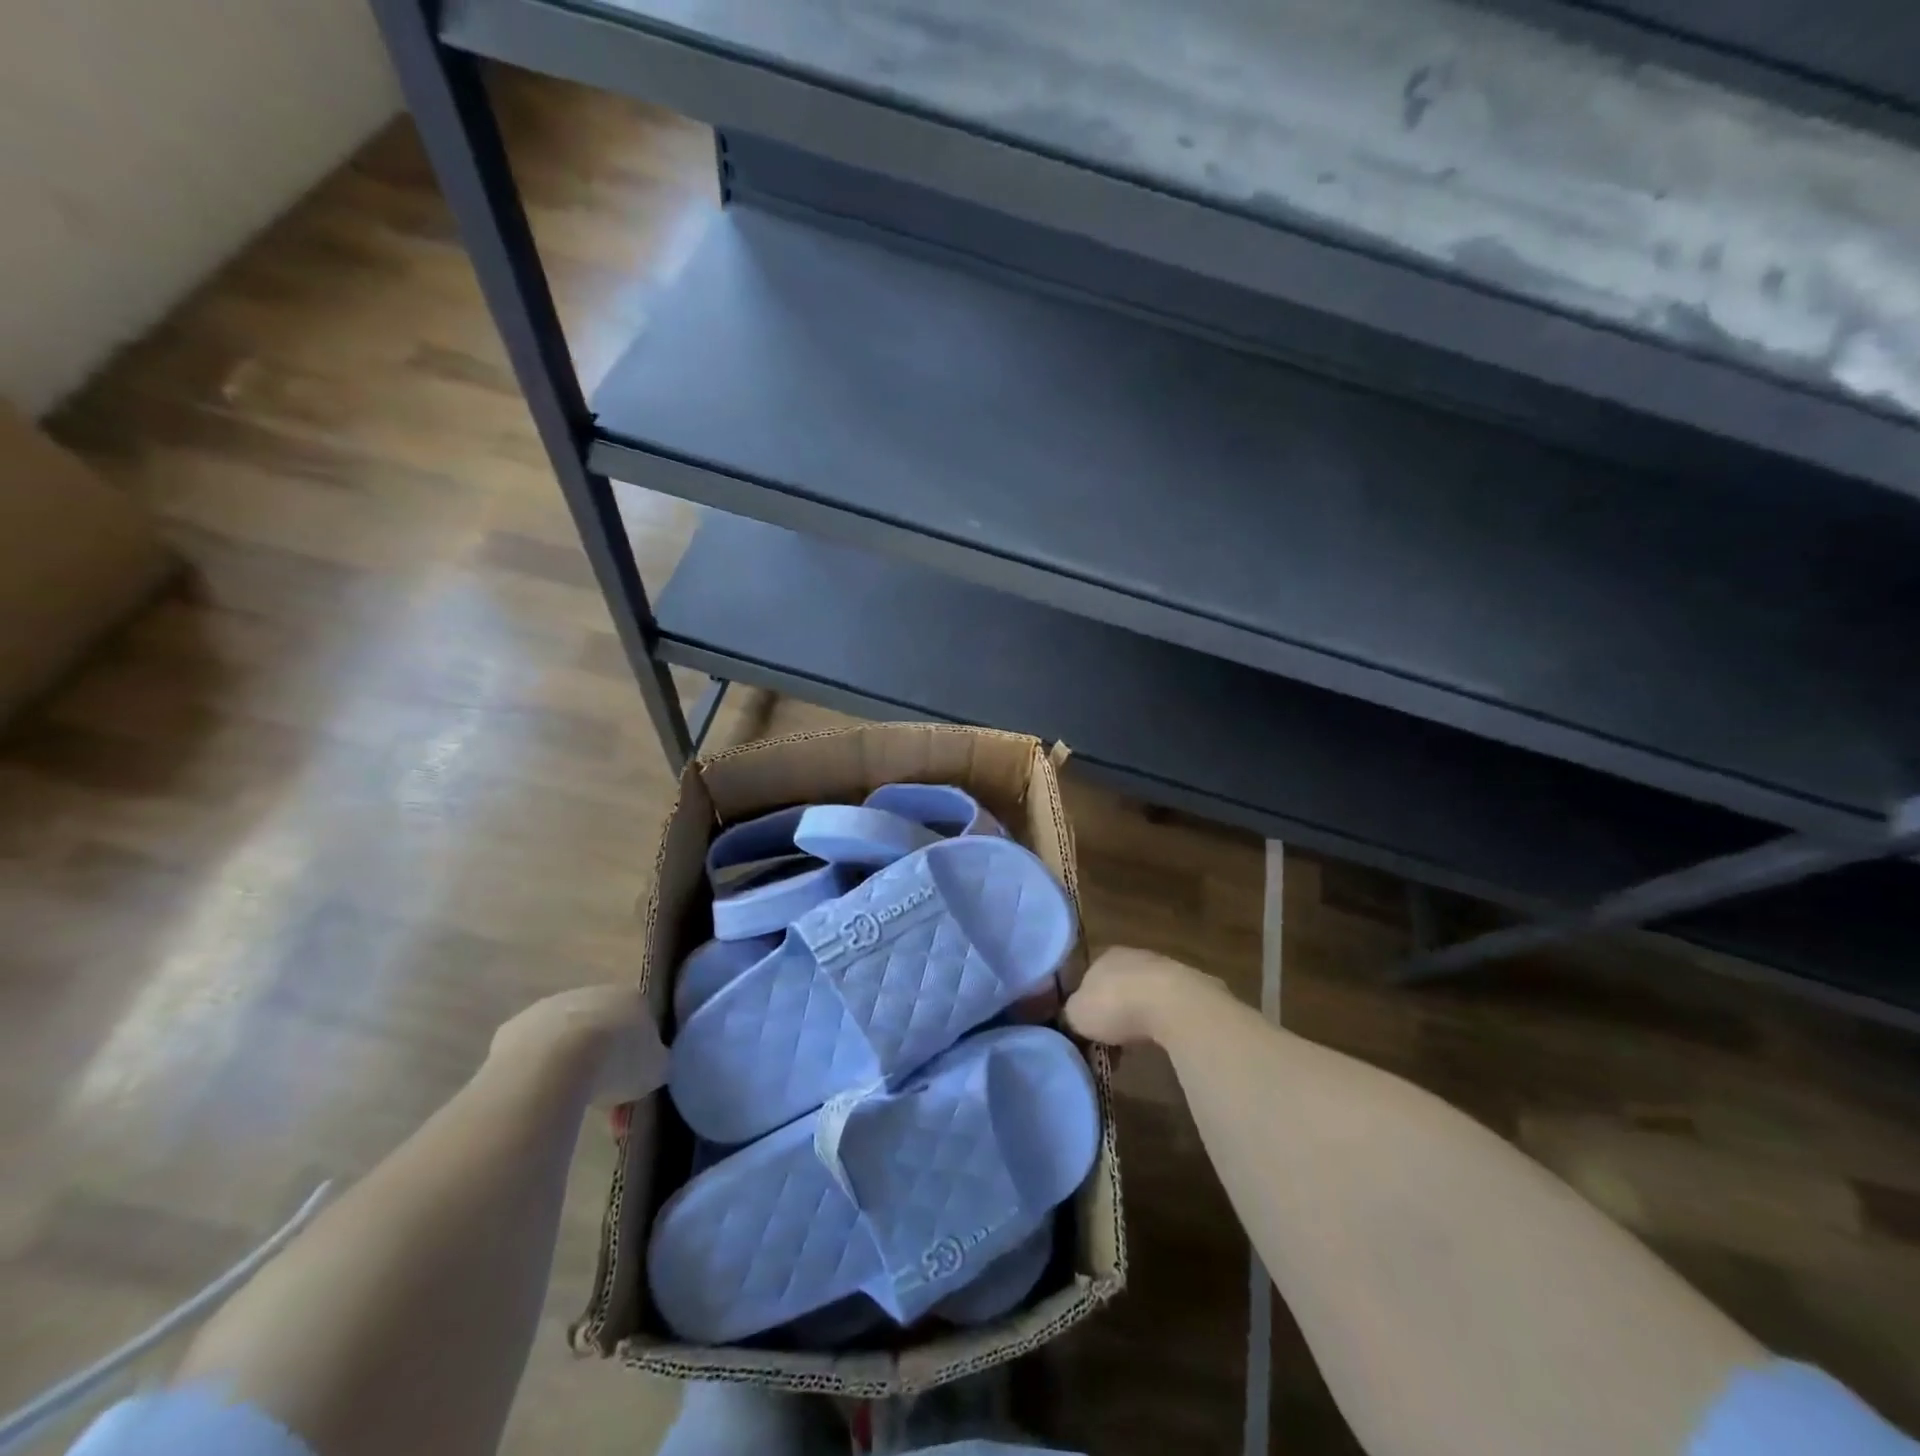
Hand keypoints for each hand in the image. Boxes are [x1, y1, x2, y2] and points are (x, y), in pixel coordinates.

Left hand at [487, 986, 667, 1106]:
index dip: (639, 1055)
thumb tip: (654, 1064)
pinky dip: (538, 1072)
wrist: (552, 1064)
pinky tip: (540, 1096)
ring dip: (571, 1066)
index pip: (641, 1022)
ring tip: (570, 1103)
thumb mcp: (655, 1069)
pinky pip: (533, 1054)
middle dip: (604, 1060)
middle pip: (603, 1028)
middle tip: (603, 1099)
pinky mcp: (514, 1028)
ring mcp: (551, 1007)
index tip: (634, 1083)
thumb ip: (657, 1062)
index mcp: (633, 997)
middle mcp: (593, 993)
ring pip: (567, 1040)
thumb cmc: (615, 1061)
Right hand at [1064, 947, 1225, 1045]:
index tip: (1087, 1027)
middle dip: (1115, 1010)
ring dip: (1140, 1016)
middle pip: (1119, 985)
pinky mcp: (1192, 987)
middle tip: (1110, 1040)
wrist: (1174, 1005)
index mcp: (1104, 955)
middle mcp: (1134, 955)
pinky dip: (1163, 1022)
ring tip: (1136, 1045)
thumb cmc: (1116, 1005)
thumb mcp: (1077, 1014)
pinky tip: (1162, 1040)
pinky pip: (1169, 1007)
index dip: (1087, 1002)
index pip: (1089, 976)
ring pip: (1145, 994)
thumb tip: (1073, 1018)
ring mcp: (1166, 968)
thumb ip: (1071, 1013)